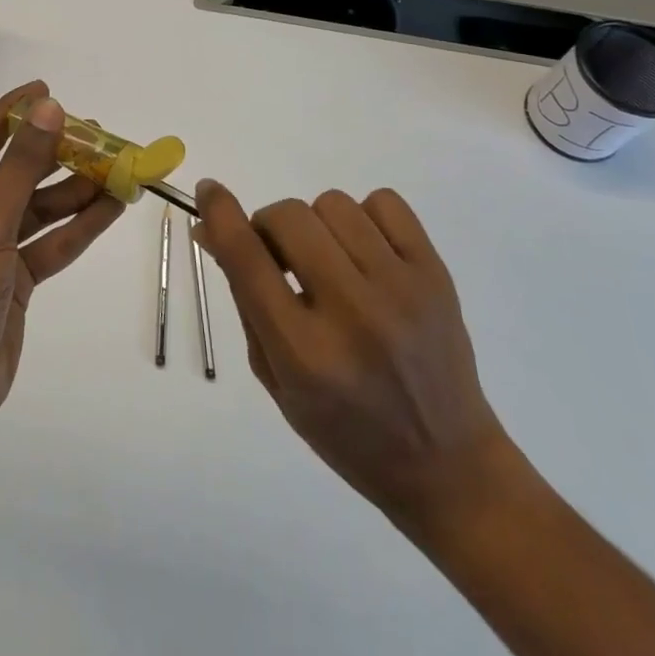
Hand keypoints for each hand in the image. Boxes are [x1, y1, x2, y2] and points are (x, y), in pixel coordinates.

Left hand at [0, 82, 123, 447]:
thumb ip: (22, 165)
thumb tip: (49, 109)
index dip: (13, 115)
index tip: (47, 90)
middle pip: (12, 174)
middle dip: (55, 156)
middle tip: (98, 133)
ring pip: (35, 209)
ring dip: (75, 191)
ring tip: (119, 166)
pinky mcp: (9, 278)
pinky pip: (46, 243)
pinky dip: (78, 226)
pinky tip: (114, 205)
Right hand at [193, 180, 518, 537]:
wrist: (446, 464)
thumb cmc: (345, 431)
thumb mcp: (276, 378)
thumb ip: (244, 299)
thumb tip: (213, 229)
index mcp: (304, 353)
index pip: (247, 258)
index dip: (220, 213)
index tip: (208, 191)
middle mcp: (352, 314)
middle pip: (289, 217)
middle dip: (269, 226)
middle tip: (279, 255)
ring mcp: (401, 289)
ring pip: (333, 204)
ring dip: (315, 224)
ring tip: (328, 260)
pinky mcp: (436, 275)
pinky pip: (385, 202)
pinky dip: (364, 217)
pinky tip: (365, 253)